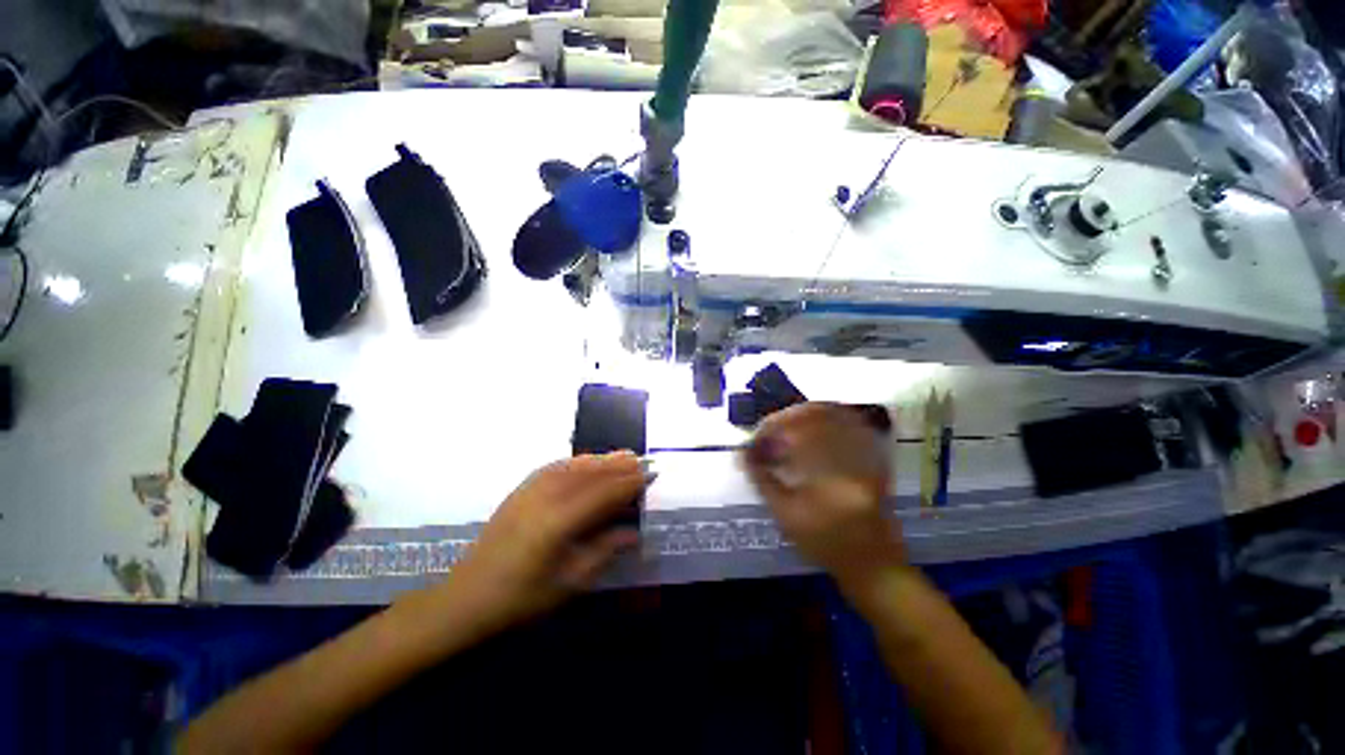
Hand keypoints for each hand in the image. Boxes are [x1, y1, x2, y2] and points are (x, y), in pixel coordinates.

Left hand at [435, 452, 644, 635]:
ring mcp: (531, 490)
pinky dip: (578, 461)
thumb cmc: (521, 599)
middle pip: (592, 473)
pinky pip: (556, 466)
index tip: (651, 474)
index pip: (605, 492)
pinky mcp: (521, 489)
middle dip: (619, 465)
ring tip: (623, 455)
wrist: (466, 599)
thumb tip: (633, 532)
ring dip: (601, 459)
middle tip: (642, 460)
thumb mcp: (569, 583)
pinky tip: (588, 461)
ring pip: (575, 465)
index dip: (630, 482)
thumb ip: (604, 551)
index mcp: (560, 521)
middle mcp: (547, 496)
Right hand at [743, 403, 903, 583]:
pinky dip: (827, 419)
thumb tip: (743, 453)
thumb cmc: (825, 546)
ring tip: (787, 427)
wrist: (873, 564)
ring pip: (836, 414)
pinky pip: (851, 423)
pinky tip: (812, 428)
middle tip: (770, 429)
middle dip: (787, 417)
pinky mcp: (875, 456)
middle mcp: (852, 459)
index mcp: (830, 478)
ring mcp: (868, 455)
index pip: (796, 433)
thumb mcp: (786, 517)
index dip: (771, 428)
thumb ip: (762, 480)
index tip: (756, 438)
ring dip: (806, 414)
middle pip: (819, 414)